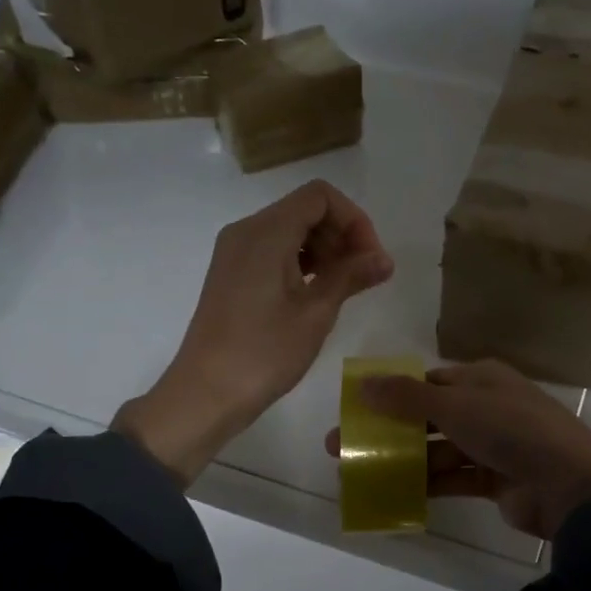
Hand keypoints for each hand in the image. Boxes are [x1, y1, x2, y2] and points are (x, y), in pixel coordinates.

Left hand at [118, 180, 392, 484]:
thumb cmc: (264, 353)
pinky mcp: (232, 274)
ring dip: (324, 250)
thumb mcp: (315, 313)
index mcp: (265, 233)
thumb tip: (384, 259)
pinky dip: (302, 262)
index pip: (320, 196)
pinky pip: (274, 251)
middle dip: (342, 234)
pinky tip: (317, 294)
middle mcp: (246, 231)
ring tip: (345, 287)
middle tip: (364, 276)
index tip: (371, 258)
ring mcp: (235, 253)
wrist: (206, 394)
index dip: (354, 220)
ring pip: (290, 230)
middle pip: (305, 210)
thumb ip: (350, 276)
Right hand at [323, 359, 590, 539]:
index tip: (357, 409)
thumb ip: (407, 397)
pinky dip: (428, 484)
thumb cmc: (511, 430)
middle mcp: (487, 407)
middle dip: (390, 430)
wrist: (569, 485)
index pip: (429, 381)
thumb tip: (363, 383)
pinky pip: (454, 478)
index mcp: (482, 379)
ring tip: (360, 472)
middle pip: (429, 417)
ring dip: (405, 459)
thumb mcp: (455, 406)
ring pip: (439, 449)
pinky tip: (395, 493)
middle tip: (344, 446)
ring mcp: (493, 445)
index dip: (392, 393)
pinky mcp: (495, 479)